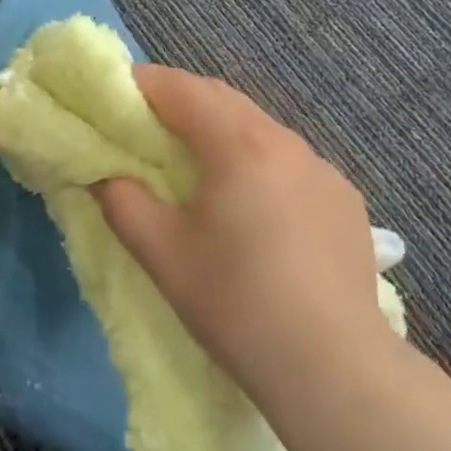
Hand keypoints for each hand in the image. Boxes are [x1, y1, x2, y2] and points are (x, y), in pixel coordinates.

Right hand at [94, 65, 391, 400]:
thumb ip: (123, 203)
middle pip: (225, 102)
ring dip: (222, 133)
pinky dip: (259, 163)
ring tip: (197, 165)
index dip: (143, 85)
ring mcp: (323, 170)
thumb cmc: (236, 303)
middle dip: (181, 103)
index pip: (183, 90)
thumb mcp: (163, 254)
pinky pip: (291, 163)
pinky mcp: (344, 200)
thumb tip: (106, 176)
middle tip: (146, 126)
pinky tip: (254, 204)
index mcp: (240, 145)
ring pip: (261, 131)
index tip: (115, 96)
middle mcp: (287, 142)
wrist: (332, 366)